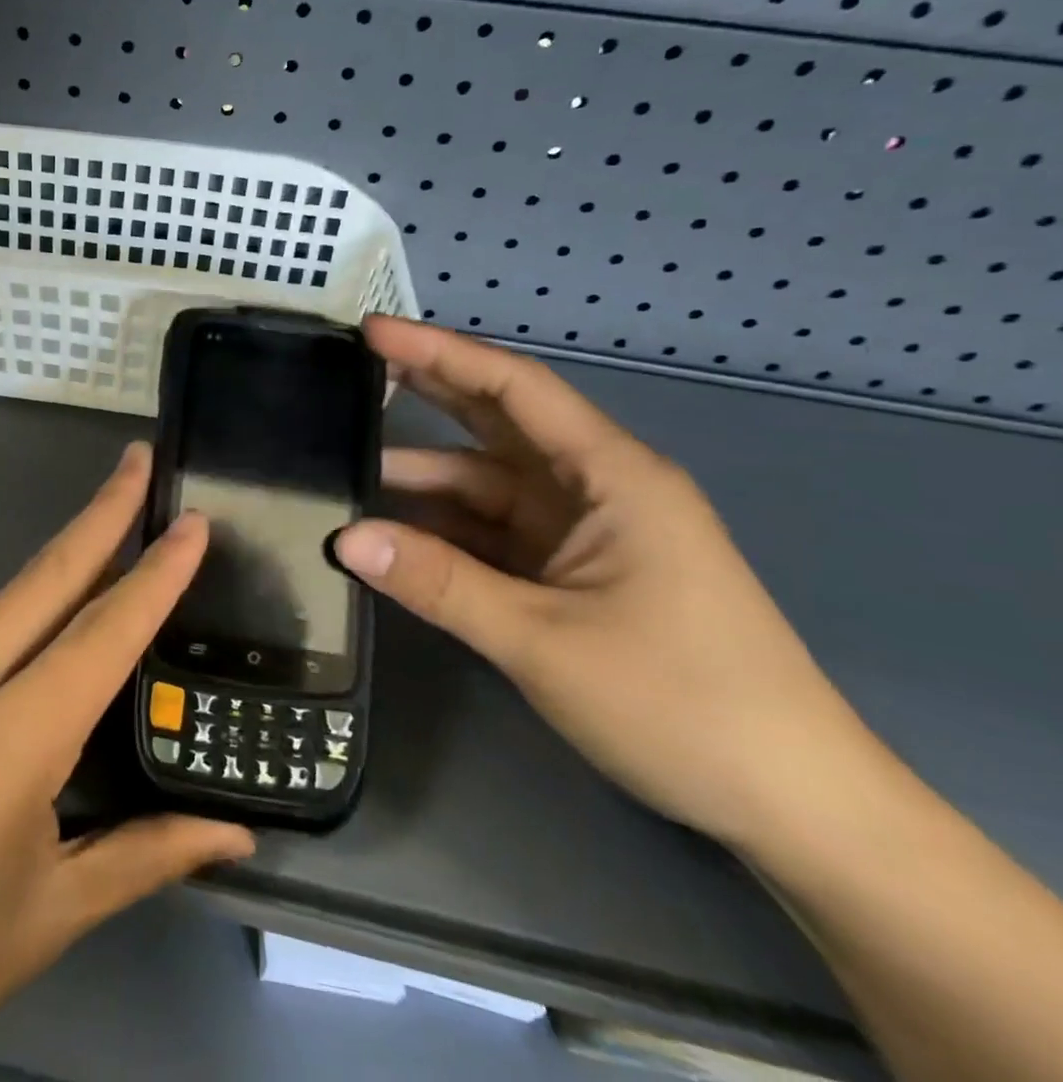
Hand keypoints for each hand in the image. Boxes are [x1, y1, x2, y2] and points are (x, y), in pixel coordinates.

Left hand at [0, 442, 251, 1081]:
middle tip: (137, 457)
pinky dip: (2, 640)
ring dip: (54, 578)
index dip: (156, 574)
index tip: (191, 520)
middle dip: (100, 511)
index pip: (102, 636)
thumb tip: (233, 836)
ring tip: (100, 564)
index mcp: (7, 747)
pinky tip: (10, 677)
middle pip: (44, 578)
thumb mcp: (47, 919)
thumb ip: (145, 858)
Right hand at [335, 316, 868, 851]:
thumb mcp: (542, 640)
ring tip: (347, 470)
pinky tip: (394, 533)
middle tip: (352, 373)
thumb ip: (438, 583)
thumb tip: (344, 539)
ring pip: (488, 484)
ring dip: (426, 479)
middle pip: (499, 422)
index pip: (514, 389)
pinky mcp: (573, 572)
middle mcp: (597, 489)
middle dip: (428, 392)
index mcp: (612, 476)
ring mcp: (584, 532)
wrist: (791, 804)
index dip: (440, 353)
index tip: (373, 330)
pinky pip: (493, 532)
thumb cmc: (682, 703)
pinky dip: (444, 530)